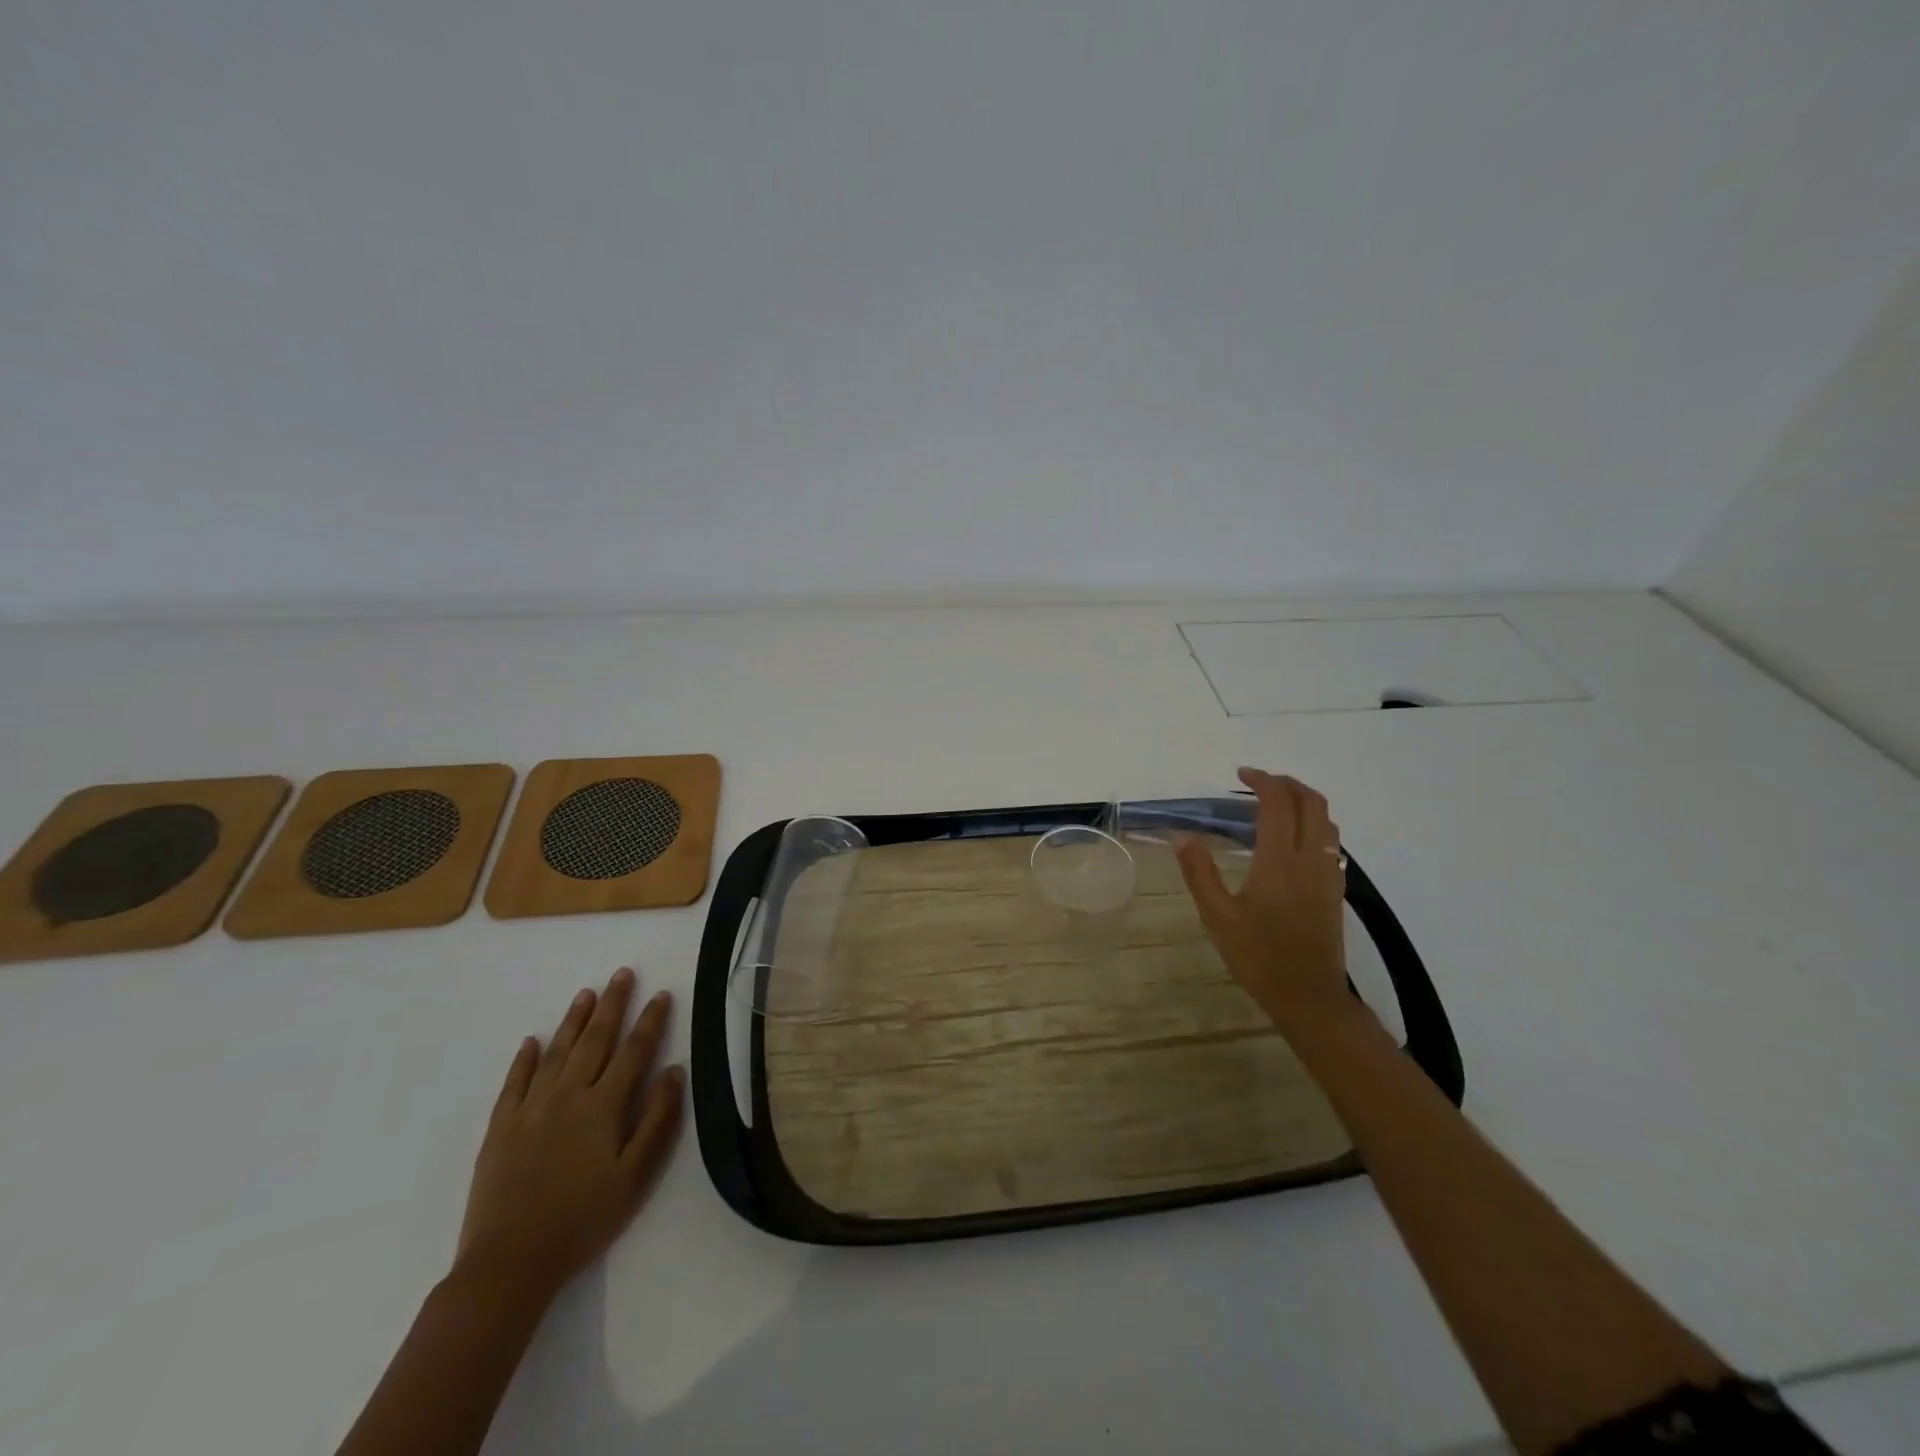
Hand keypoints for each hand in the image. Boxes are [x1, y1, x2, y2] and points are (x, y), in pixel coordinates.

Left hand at [454, 967, 683, 1309]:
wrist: (509, 1264)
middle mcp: (568, 1096)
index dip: (650, 1021)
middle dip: (613, 1004)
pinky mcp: (499, 1129)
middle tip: (623, 974)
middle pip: (595, 1040)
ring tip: (587, 993)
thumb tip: (674, 1070)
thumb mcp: (636, 1177)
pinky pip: (514, 1083)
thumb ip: (658, 1120)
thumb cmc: (583, 1221)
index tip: (662, 994)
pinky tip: (531, 1041)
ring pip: (556, 1052)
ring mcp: (530, 1110)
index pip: (634, 1051)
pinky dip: (524, 1059)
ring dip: (574, 1020)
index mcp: (603, 1106)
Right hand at [1177, 768, 1352, 1031]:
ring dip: (1304, 800)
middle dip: (1286, 783)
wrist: (1308, 996)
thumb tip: (1182, 837)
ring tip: (1275, 804)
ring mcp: (1328, 872)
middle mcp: (1309, 858)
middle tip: (1258, 782)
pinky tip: (1292, 839)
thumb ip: (1199, 873)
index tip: (1241, 774)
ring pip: (1326, 819)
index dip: (1262, 780)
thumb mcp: (1217, 916)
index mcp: (1279, 860)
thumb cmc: (1258, 956)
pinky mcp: (1335, 888)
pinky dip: (1314, 823)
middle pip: (1311, 802)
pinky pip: (1331, 840)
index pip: (1278, 803)